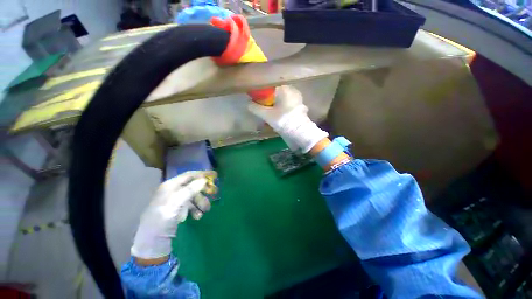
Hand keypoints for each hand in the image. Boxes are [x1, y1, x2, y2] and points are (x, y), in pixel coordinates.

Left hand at [131, 171, 216, 259]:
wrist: (152, 241)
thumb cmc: (163, 218)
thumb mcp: (176, 202)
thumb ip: (190, 189)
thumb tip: (204, 180)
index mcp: (170, 186)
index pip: (189, 175)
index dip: (202, 174)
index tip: (214, 175)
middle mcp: (173, 191)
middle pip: (193, 186)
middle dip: (202, 192)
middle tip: (213, 194)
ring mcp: (175, 201)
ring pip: (193, 197)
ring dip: (201, 203)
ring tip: (205, 211)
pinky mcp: (178, 211)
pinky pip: (191, 206)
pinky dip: (196, 210)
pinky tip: (197, 216)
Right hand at [249, 85, 327, 152]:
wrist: (300, 132)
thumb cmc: (283, 120)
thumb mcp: (266, 115)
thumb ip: (255, 108)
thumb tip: (248, 104)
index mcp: (284, 88)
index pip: (269, 86)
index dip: (261, 92)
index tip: (257, 100)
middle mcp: (292, 90)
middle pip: (275, 93)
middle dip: (268, 101)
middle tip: (264, 109)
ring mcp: (297, 97)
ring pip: (281, 99)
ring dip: (275, 105)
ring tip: (271, 115)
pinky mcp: (300, 105)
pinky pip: (287, 104)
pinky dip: (282, 108)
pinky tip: (279, 116)